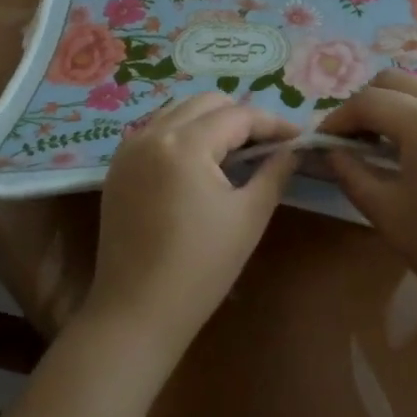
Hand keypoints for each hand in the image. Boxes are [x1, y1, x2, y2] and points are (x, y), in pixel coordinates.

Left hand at [84, 93, 299, 358]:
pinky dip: (182, 134)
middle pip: (207, 103)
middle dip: (241, 117)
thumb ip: (274, 172)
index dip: (273, 124)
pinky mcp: (118, 166)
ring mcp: (129, 148)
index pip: (238, 116)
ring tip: (235, 153)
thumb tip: (294, 149)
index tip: (299, 138)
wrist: (136, 313)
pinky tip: (199, 164)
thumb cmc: (200, 269)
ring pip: (179, 111)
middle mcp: (152, 133)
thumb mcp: (248, 217)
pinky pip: (156, 130)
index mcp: (184, 143)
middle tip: (267, 147)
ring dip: (210, 122)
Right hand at [321, 70, 416, 311]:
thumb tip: (333, 152)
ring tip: (386, 148)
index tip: (322, 141)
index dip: (338, 118)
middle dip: (367, 103)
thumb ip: (352, 174)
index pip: (368, 101)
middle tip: (352, 139)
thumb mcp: (387, 213)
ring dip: (398, 108)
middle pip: (396, 82)